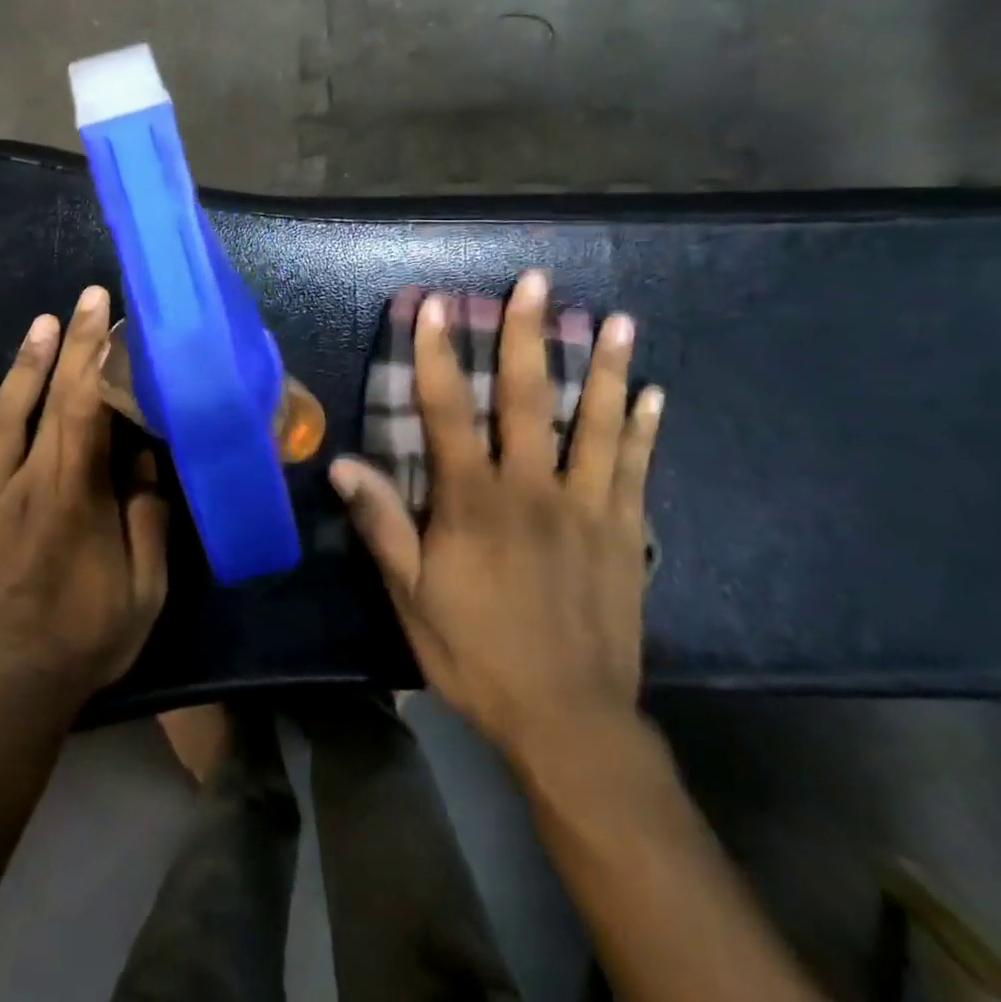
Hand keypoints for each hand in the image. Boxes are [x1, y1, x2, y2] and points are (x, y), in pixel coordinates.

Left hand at [0, 285, 168, 712]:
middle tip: (82, 300)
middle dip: (69, 344)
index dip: (97, 356)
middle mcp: (24, 484)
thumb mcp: (143, 590)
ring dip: (22, 367)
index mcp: (74, 498)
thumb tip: (147, 456)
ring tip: (41, 326)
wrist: (3, 692)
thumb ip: (147, 518)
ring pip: (0, 417)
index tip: (109, 316)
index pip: (87, 409)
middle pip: (48, 400)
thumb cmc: (84, 641)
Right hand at [330, 271, 662, 760]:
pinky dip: (645, 428)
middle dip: (529, 334)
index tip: (437, 305)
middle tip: (538, 281)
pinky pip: (637, 468)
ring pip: (596, 422)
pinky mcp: (624, 531)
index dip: (438, 355)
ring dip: (606, 367)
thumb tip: (346, 465)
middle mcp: (532, 488)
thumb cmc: (478, 654)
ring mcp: (587, 506)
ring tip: (619, 319)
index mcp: (474, 502)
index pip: (448, 411)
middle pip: (528, 398)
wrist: (569, 720)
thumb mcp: (413, 597)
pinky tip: (654, 394)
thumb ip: (384, 526)